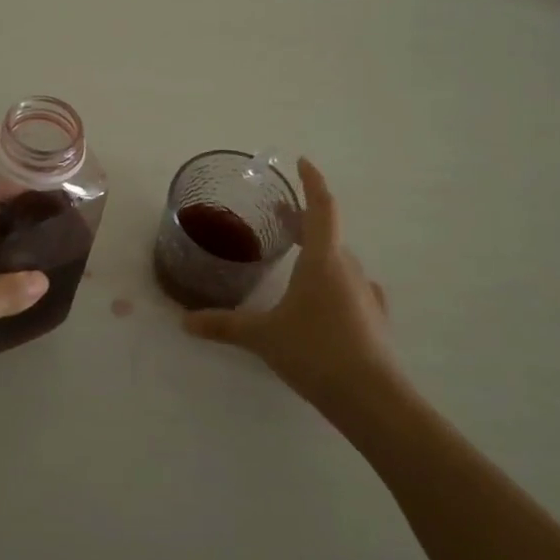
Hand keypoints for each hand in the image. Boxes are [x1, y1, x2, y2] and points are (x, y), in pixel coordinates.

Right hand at [183, 158, 402, 421]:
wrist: (371, 397)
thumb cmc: (314, 352)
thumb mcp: (262, 336)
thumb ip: (224, 325)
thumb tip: (184, 322)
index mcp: (323, 260)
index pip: (321, 207)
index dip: (312, 181)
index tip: (302, 161)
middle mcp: (348, 269)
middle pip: (328, 232)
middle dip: (304, 219)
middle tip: (281, 214)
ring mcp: (366, 294)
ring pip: (340, 261)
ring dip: (319, 252)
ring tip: (296, 259)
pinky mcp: (375, 319)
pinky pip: (353, 288)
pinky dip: (337, 282)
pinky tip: (330, 297)